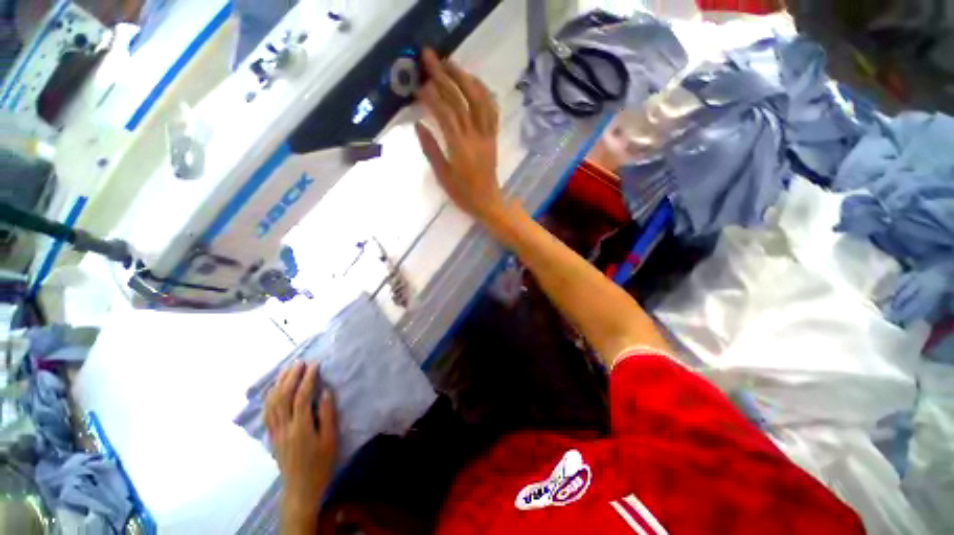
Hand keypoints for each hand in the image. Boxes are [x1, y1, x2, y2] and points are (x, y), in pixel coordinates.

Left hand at [265, 361, 337, 527]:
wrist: (301, 488)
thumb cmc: (321, 463)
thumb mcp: (330, 439)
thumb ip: (327, 414)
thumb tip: (325, 391)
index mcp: (301, 428)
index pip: (302, 397)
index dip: (308, 379)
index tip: (315, 365)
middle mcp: (284, 428)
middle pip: (283, 397)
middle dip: (291, 377)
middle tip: (300, 362)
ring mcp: (275, 432)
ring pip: (272, 403)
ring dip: (279, 384)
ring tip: (287, 369)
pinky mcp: (272, 436)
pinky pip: (267, 412)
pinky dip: (270, 397)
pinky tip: (274, 389)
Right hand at [415, 49, 509, 223]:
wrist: (488, 202)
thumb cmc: (463, 194)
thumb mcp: (442, 176)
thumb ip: (431, 149)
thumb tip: (418, 124)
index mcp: (460, 148)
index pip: (445, 114)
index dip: (431, 97)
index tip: (418, 85)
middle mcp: (475, 136)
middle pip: (461, 100)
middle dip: (444, 76)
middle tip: (430, 57)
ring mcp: (487, 135)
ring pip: (479, 100)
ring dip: (465, 78)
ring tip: (451, 64)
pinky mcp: (493, 137)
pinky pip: (492, 110)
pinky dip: (484, 92)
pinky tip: (474, 82)